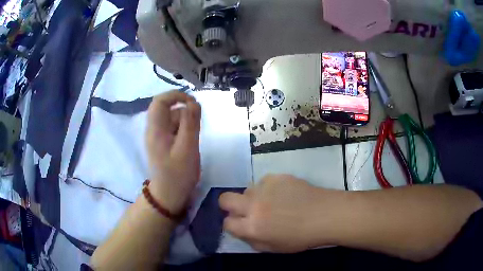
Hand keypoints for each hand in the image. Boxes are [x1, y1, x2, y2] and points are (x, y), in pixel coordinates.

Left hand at [146, 90, 200, 213]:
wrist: (169, 195)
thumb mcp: (188, 149)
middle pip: (166, 108)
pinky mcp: (163, 142)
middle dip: (183, 111)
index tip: (193, 101)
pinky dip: (183, 129)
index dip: (176, 95)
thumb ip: (191, 124)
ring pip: (172, 118)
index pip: (160, 101)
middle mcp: (153, 129)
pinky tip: (189, 143)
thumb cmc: (178, 174)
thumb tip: (193, 102)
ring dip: (185, 122)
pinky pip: (173, 127)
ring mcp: (158, 136)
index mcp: (155, 129)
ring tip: (192, 139)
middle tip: (196, 123)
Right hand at [219, 174, 333, 252]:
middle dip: (229, 206)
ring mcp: (265, 188)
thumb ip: (252, 241)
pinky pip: (264, 181)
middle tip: (244, 210)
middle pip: (225, 199)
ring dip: (254, 197)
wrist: (325, 215)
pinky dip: (269, 188)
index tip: (240, 225)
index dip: (231, 225)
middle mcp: (254, 205)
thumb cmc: (301, 238)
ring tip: (272, 202)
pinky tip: (284, 194)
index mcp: (253, 227)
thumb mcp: (274, 248)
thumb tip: (243, 231)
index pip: (227, 223)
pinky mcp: (277, 176)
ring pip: (247, 189)